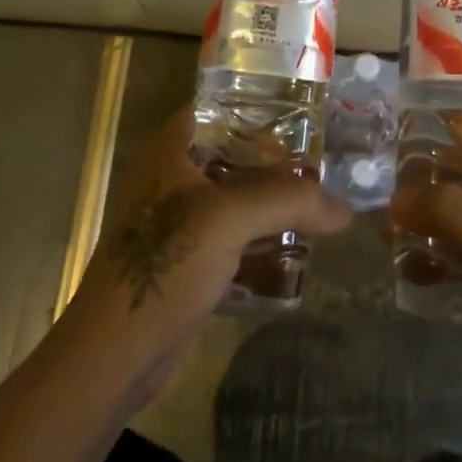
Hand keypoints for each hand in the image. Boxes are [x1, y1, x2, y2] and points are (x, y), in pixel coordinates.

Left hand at [66, 107, 350, 406]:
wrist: (116, 353)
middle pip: (233, 155)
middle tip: (325, 165)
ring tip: (321, 204)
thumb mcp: (229, 220)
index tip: (306, 118)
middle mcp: (172, 179)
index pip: (218, 109)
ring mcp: (178, 222)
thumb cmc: (165, 266)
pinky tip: (297, 247)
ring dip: (273, 203)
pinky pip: (233, 236)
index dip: (259, 108)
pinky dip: (262, 237)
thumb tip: (345, 209)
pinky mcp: (188, 260)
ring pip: (236, 198)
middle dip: (277, 161)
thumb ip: (289, 202)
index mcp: (170, 152)